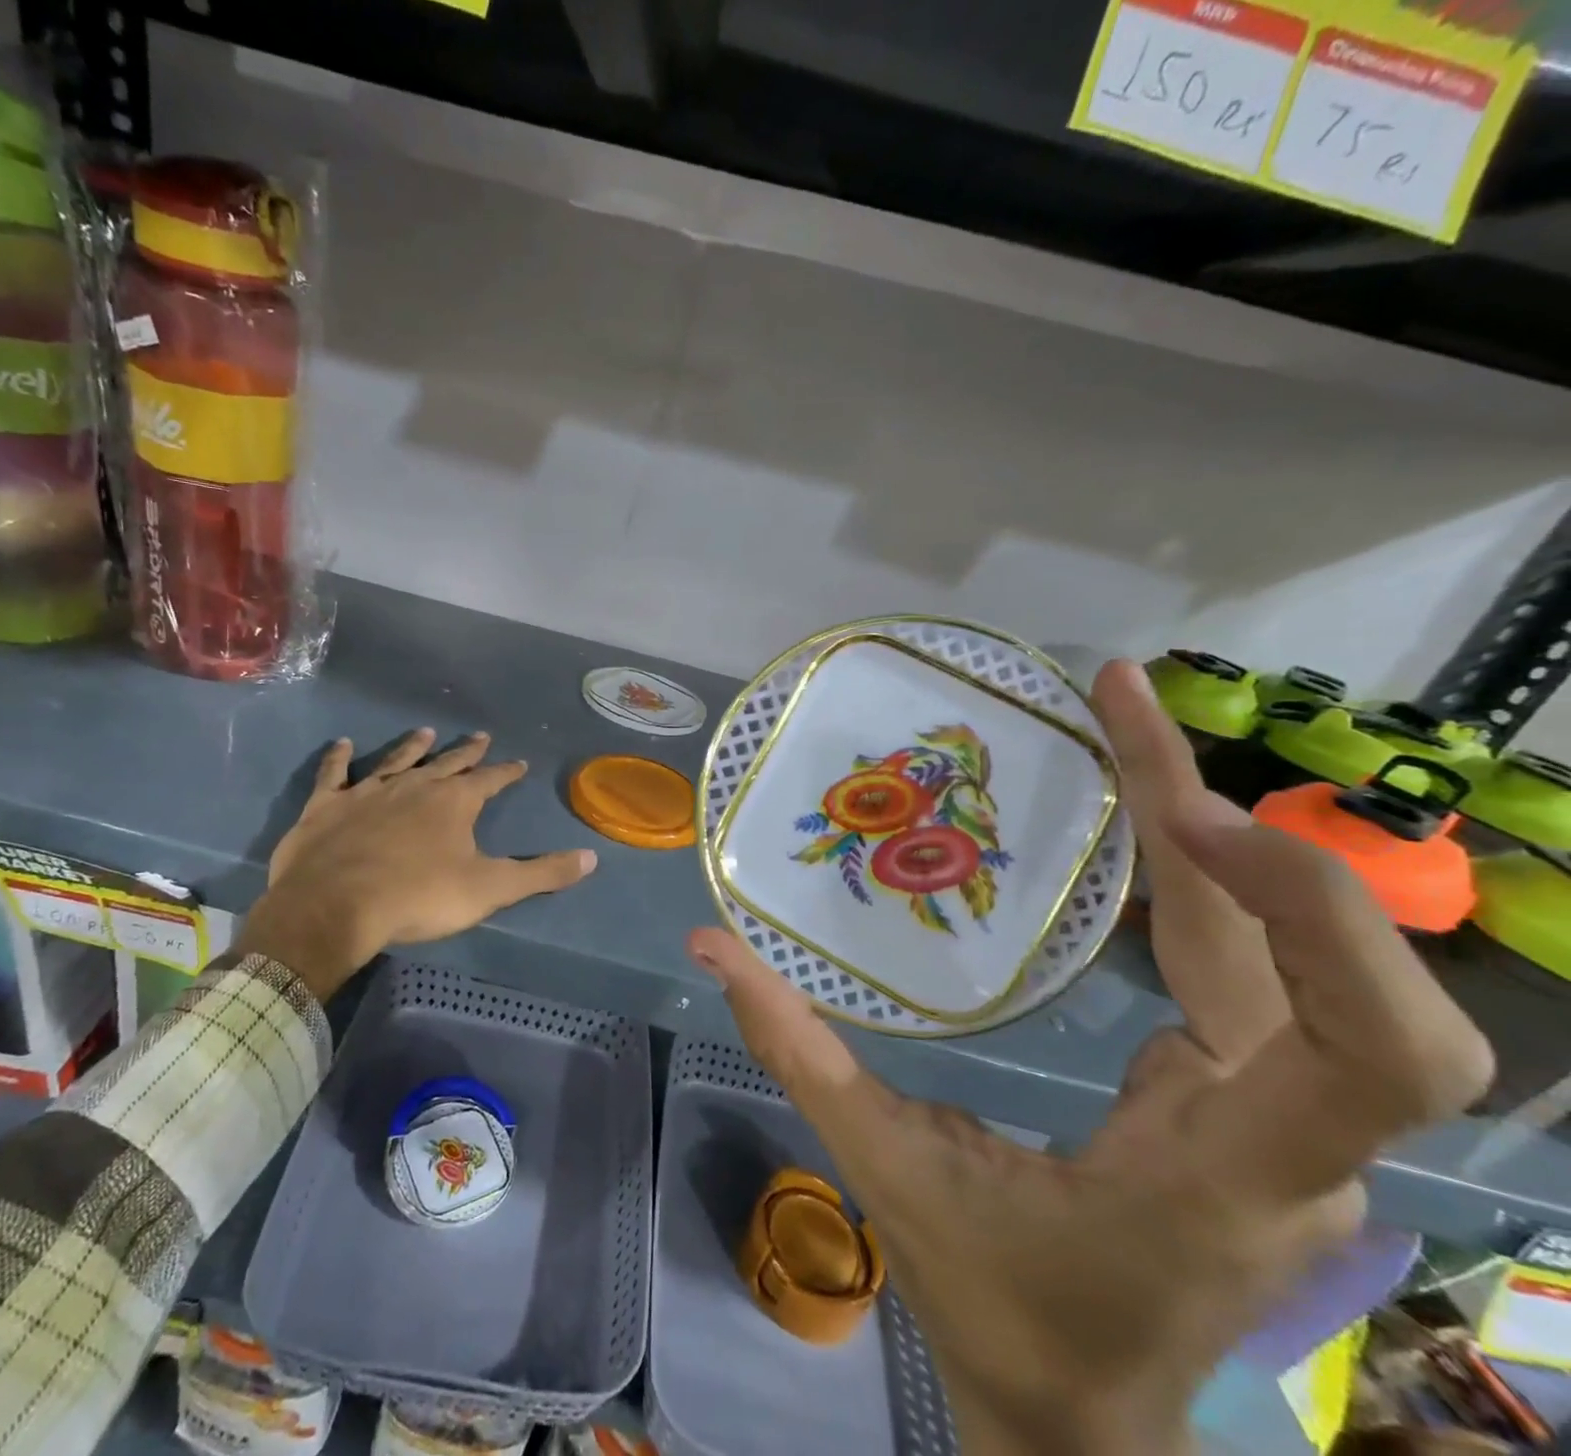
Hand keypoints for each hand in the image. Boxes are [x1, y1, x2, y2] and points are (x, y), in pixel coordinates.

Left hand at [237, 728, 596, 999]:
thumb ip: (541, 874)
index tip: (518, 763)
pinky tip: (341, 744)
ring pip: (396, 760)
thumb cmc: (419, 896)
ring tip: (425, 731)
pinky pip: (335, 774)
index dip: (506, 772)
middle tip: (480, 735)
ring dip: (412, 746)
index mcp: (454, 802)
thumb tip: (591, 859)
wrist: (335, 906)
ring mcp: (368, 791)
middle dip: (467, 751)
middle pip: (447, 763)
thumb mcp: (490, 889)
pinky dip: (338, 758)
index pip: (490, 780)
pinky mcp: (328, 806)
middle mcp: (415, 786)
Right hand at [689, 660, 1492, 1454]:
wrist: (1078, 1414)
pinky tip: (1139, 812)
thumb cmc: (992, 1304)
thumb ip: (796, 1051)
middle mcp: (1284, 1132)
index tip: (1182, 814)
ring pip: (1289, 945)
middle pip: (1330, 962)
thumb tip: (709, 946)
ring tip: (1119, 719)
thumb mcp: (885, 1170)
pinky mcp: (1246, 1085)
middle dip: (1229, 812)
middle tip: (1119, 696)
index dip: (1305, 910)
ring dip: (1213, 825)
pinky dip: (1199, 870)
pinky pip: (1243, 956)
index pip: (1377, 1052)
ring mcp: (1276, 1107)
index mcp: (1223, 1171)